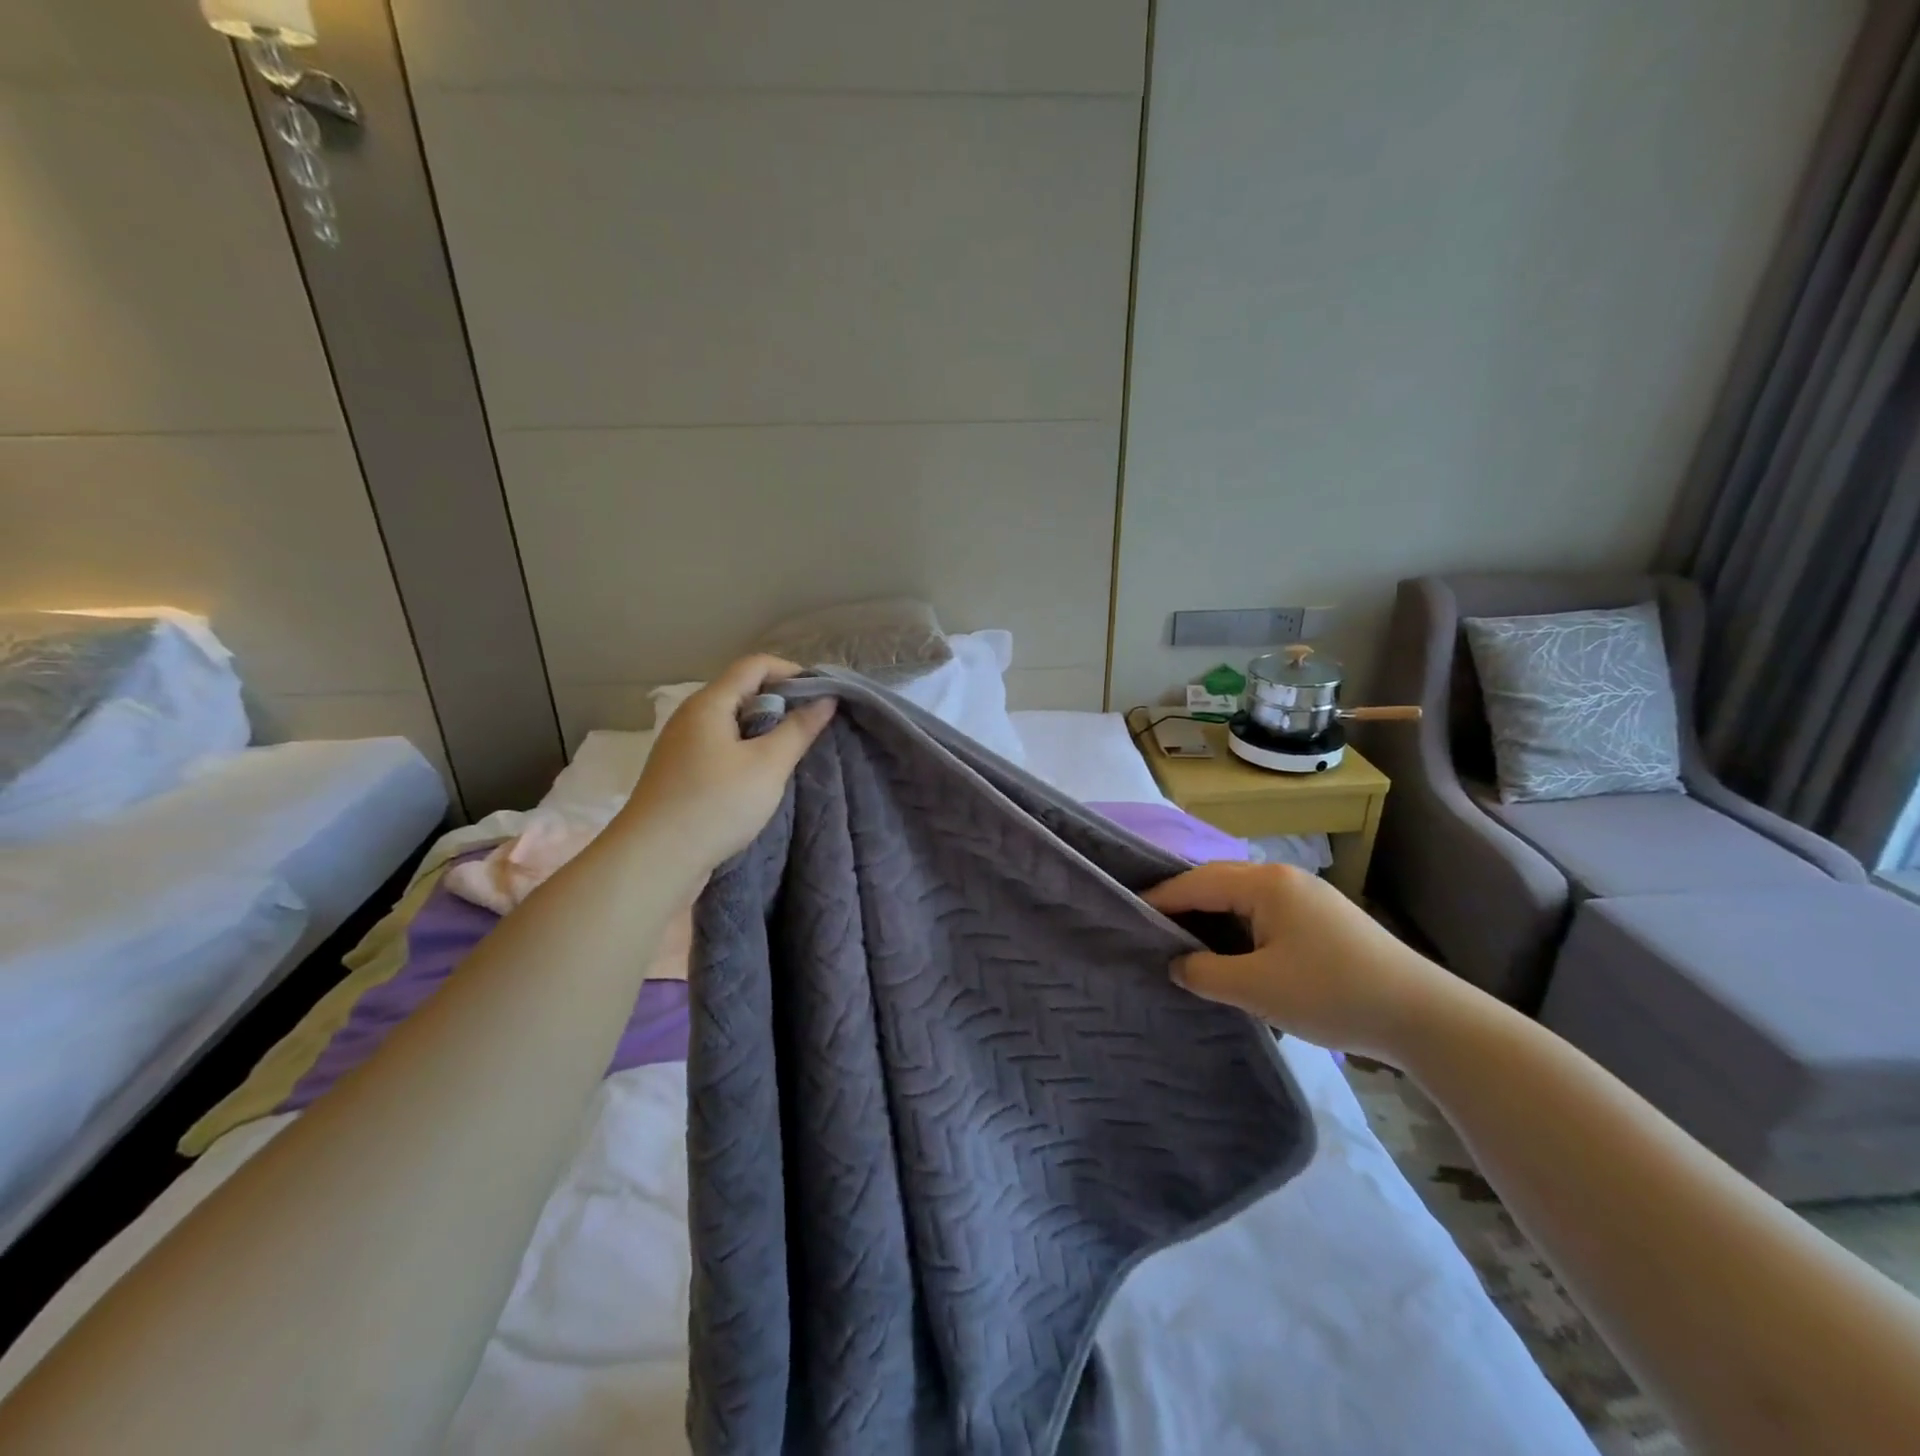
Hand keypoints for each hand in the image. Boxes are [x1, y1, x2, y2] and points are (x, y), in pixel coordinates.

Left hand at [616, 655, 836, 874]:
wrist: (654, 860)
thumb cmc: (716, 804)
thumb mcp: (768, 766)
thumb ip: (799, 729)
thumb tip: (825, 699)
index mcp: (709, 703)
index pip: (755, 665)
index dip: (792, 672)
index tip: (822, 696)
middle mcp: (691, 716)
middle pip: (742, 691)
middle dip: (781, 702)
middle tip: (812, 728)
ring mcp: (682, 745)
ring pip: (732, 722)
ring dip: (765, 730)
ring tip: (791, 754)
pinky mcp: (680, 773)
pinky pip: (720, 746)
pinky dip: (746, 750)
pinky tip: (760, 777)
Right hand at [1143, 861, 1465, 1061]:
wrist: (1423, 1016)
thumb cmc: (1331, 993)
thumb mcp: (1256, 987)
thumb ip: (1204, 973)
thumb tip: (1177, 965)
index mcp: (1265, 883)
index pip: (1196, 883)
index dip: (1159, 899)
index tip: (1128, 916)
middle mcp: (1284, 879)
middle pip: (1217, 883)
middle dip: (1183, 906)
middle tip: (1150, 930)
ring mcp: (1308, 898)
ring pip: (1242, 901)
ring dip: (1212, 920)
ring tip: (1183, 945)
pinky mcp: (1323, 921)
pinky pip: (1264, 916)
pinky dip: (1239, 931)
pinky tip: (1231, 955)